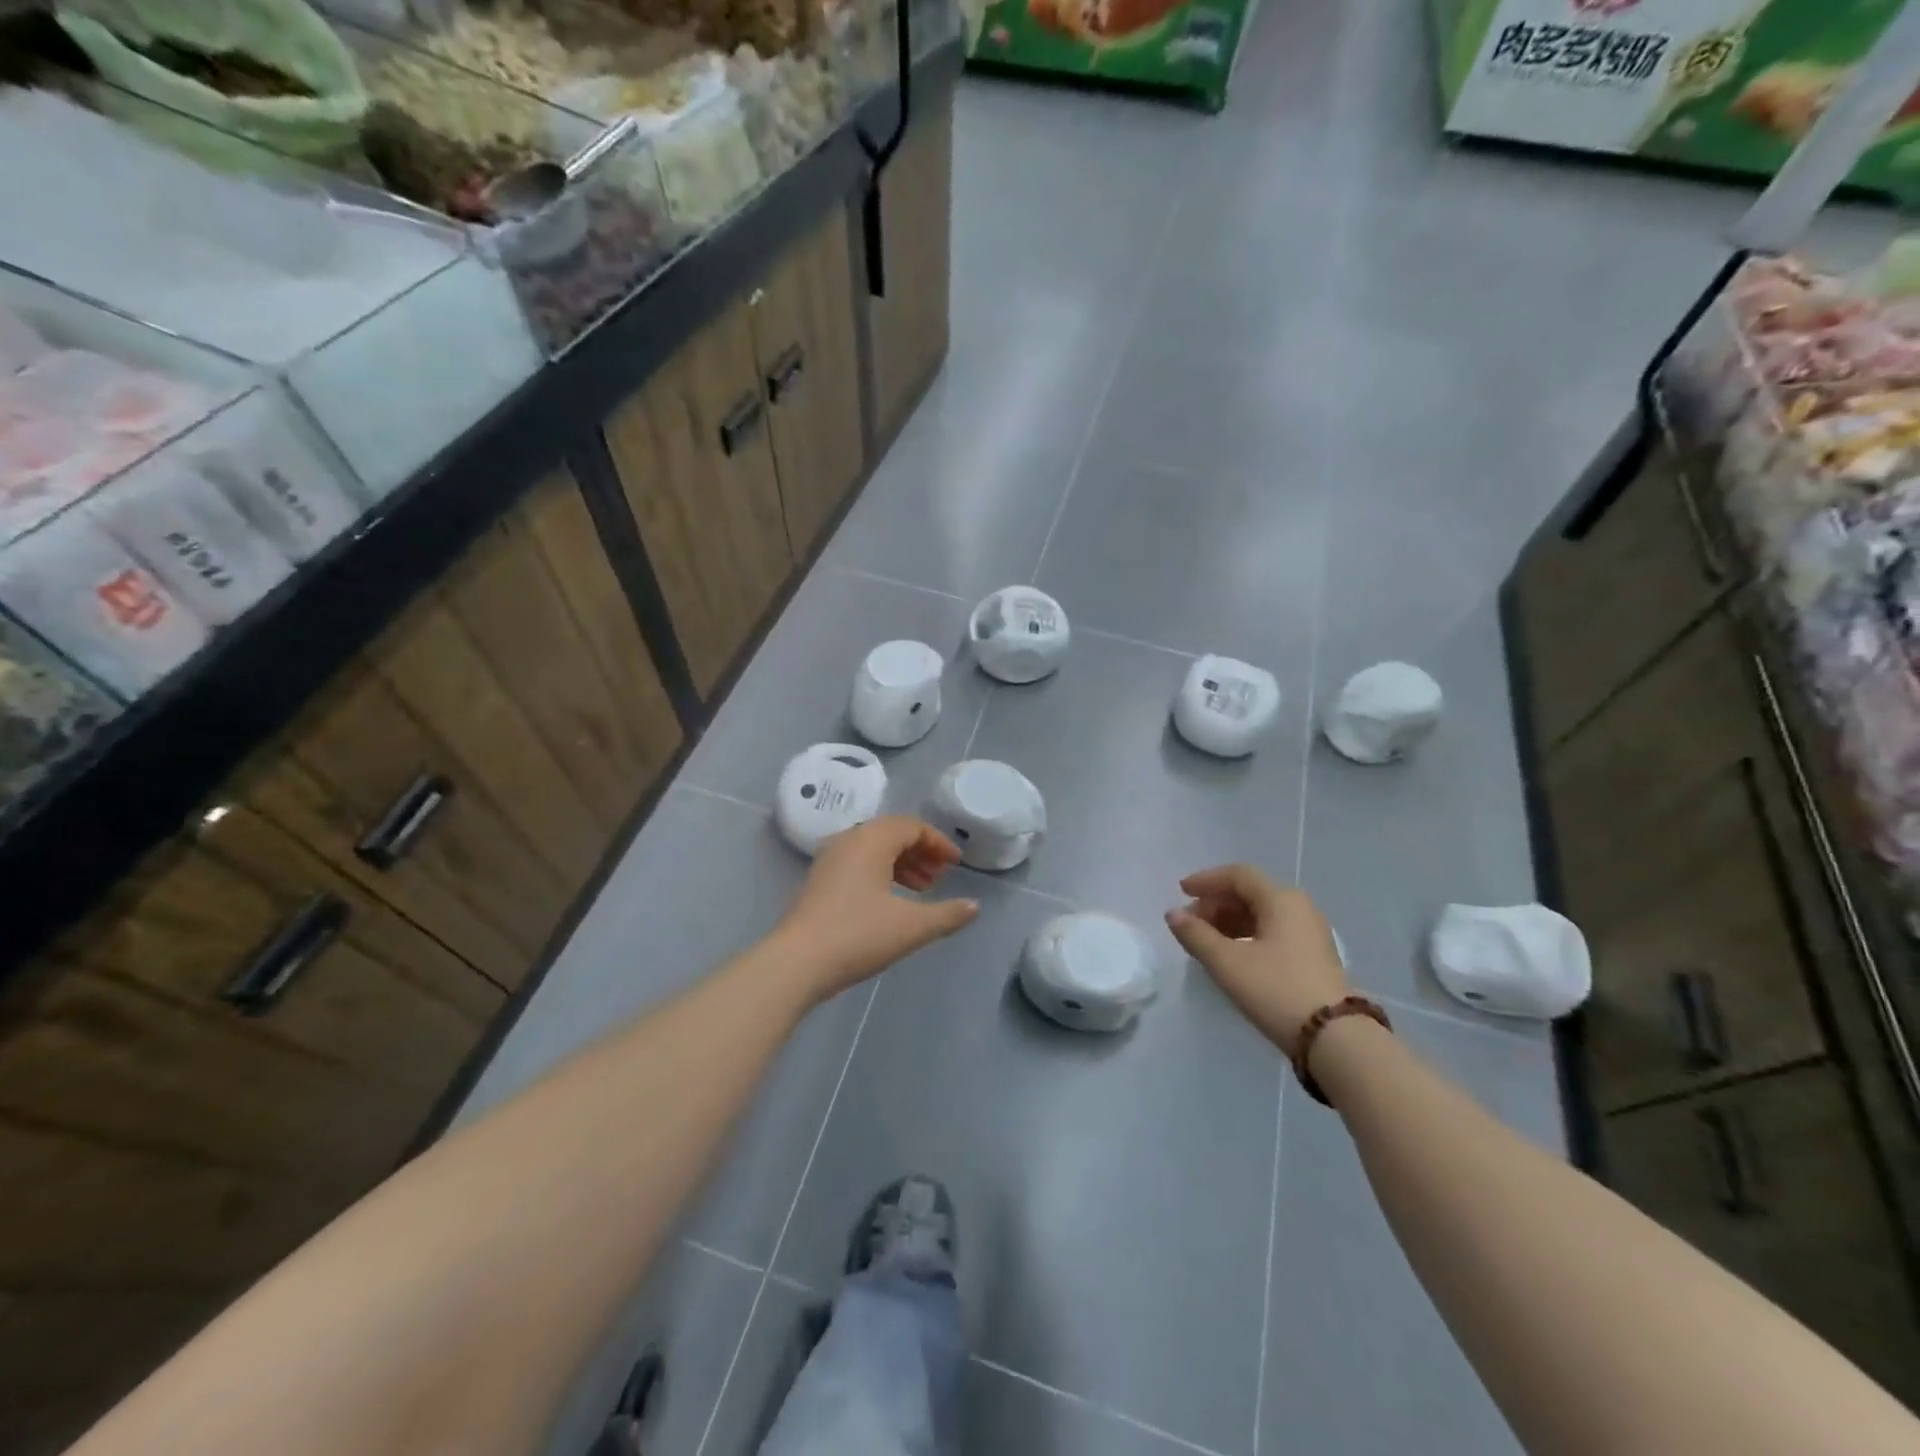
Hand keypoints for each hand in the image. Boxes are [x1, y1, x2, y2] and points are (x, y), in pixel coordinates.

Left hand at [774, 816, 979, 1002]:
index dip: (938, 843)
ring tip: (921, 890)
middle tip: (940, 876)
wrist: (797, 963)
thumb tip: (974, 907)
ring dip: (901, 864)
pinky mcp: (819, 882)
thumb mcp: (911, 926)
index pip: (912, 826)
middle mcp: (848, 840)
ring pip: (873, 850)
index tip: (956, 863)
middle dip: (920, 852)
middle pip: (891, 833)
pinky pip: (858, 864)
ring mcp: (829, 860)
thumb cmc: (858, 935)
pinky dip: (881, 874)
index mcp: (871, 839)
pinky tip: (891, 902)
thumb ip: (947, 914)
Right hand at [1165, 865, 1346, 1057]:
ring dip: (1230, 921)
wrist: (1334, 1039)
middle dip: (1216, 903)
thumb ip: (1195, 935)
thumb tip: (1173, 914)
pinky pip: (1273, 931)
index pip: (1238, 875)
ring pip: (1262, 913)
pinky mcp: (1313, 956)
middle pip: (1250, 892)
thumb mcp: (1227, 963)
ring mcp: (1310, 933)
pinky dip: (1247, 935)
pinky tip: (1232, 955)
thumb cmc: (1276, 990)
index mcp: (1281, 899)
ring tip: (1206, 941)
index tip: (1181, 892)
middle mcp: (1299, 908)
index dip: (1206, 880)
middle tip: (1191, 923)